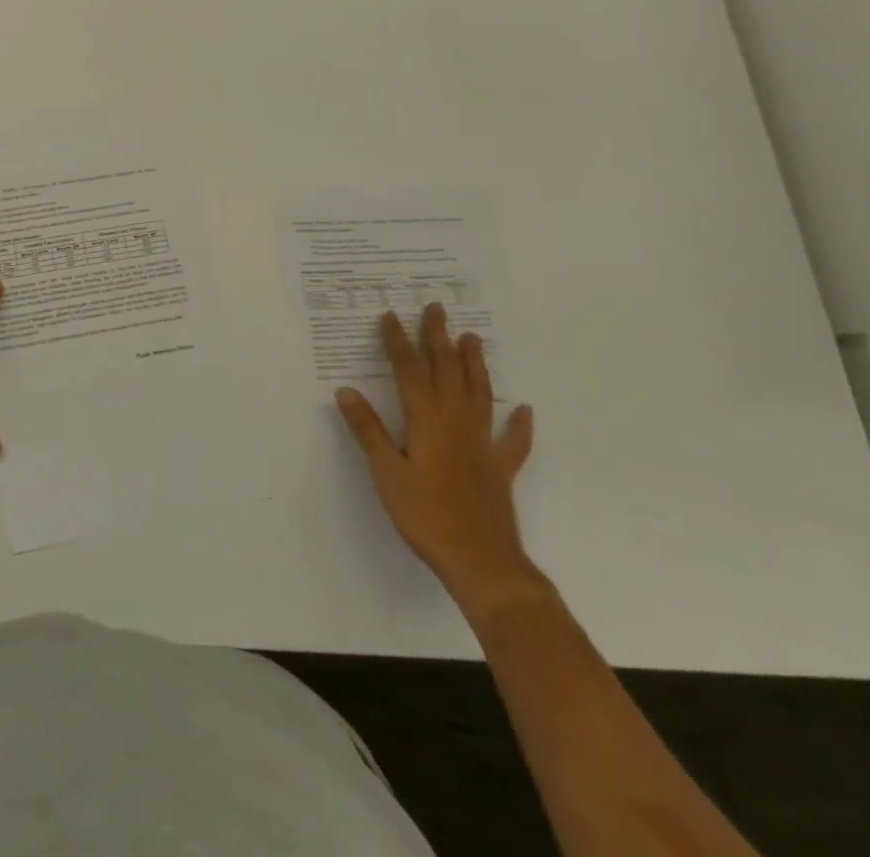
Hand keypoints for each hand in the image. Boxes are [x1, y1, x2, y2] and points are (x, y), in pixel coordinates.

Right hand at [336, 303, 541, 617]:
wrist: (482, 562)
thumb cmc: (425, 515)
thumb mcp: (386, 472)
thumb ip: (368, 430)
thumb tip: (346, 390)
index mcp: (426, 420)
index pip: (408, 371)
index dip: (398, 342)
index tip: (390, 316)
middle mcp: (456, 423)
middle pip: (447, 371)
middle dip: (438, 338)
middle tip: (436, 308)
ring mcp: (482, 445)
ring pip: (479, 394)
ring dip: (475, 364)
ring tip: (473, 337)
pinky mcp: (500, 470)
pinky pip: (512, 441)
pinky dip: (518, 424)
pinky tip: (523, 410)